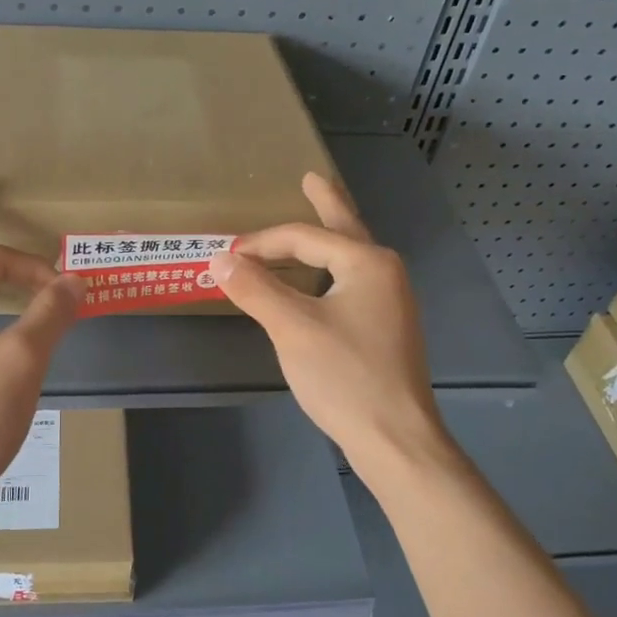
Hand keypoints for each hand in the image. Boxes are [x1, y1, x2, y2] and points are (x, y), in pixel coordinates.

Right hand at [209, 172, 447, 476]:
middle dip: (327, 203)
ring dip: (329, 238)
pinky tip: (323, 280)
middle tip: (313, 178)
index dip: (262, 242)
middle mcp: (385, 273)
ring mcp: (391, 302)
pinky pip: (353, 282)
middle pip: (346, 229)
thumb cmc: (344, 377)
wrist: (395, 438)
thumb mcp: (292, 328)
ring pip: (351, 257)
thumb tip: (220, 259)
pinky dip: (331, 269)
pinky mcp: (386, 328)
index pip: (305, 237)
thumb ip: (255, 289)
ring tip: (318, 218)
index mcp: (367, 263)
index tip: (226, 254)